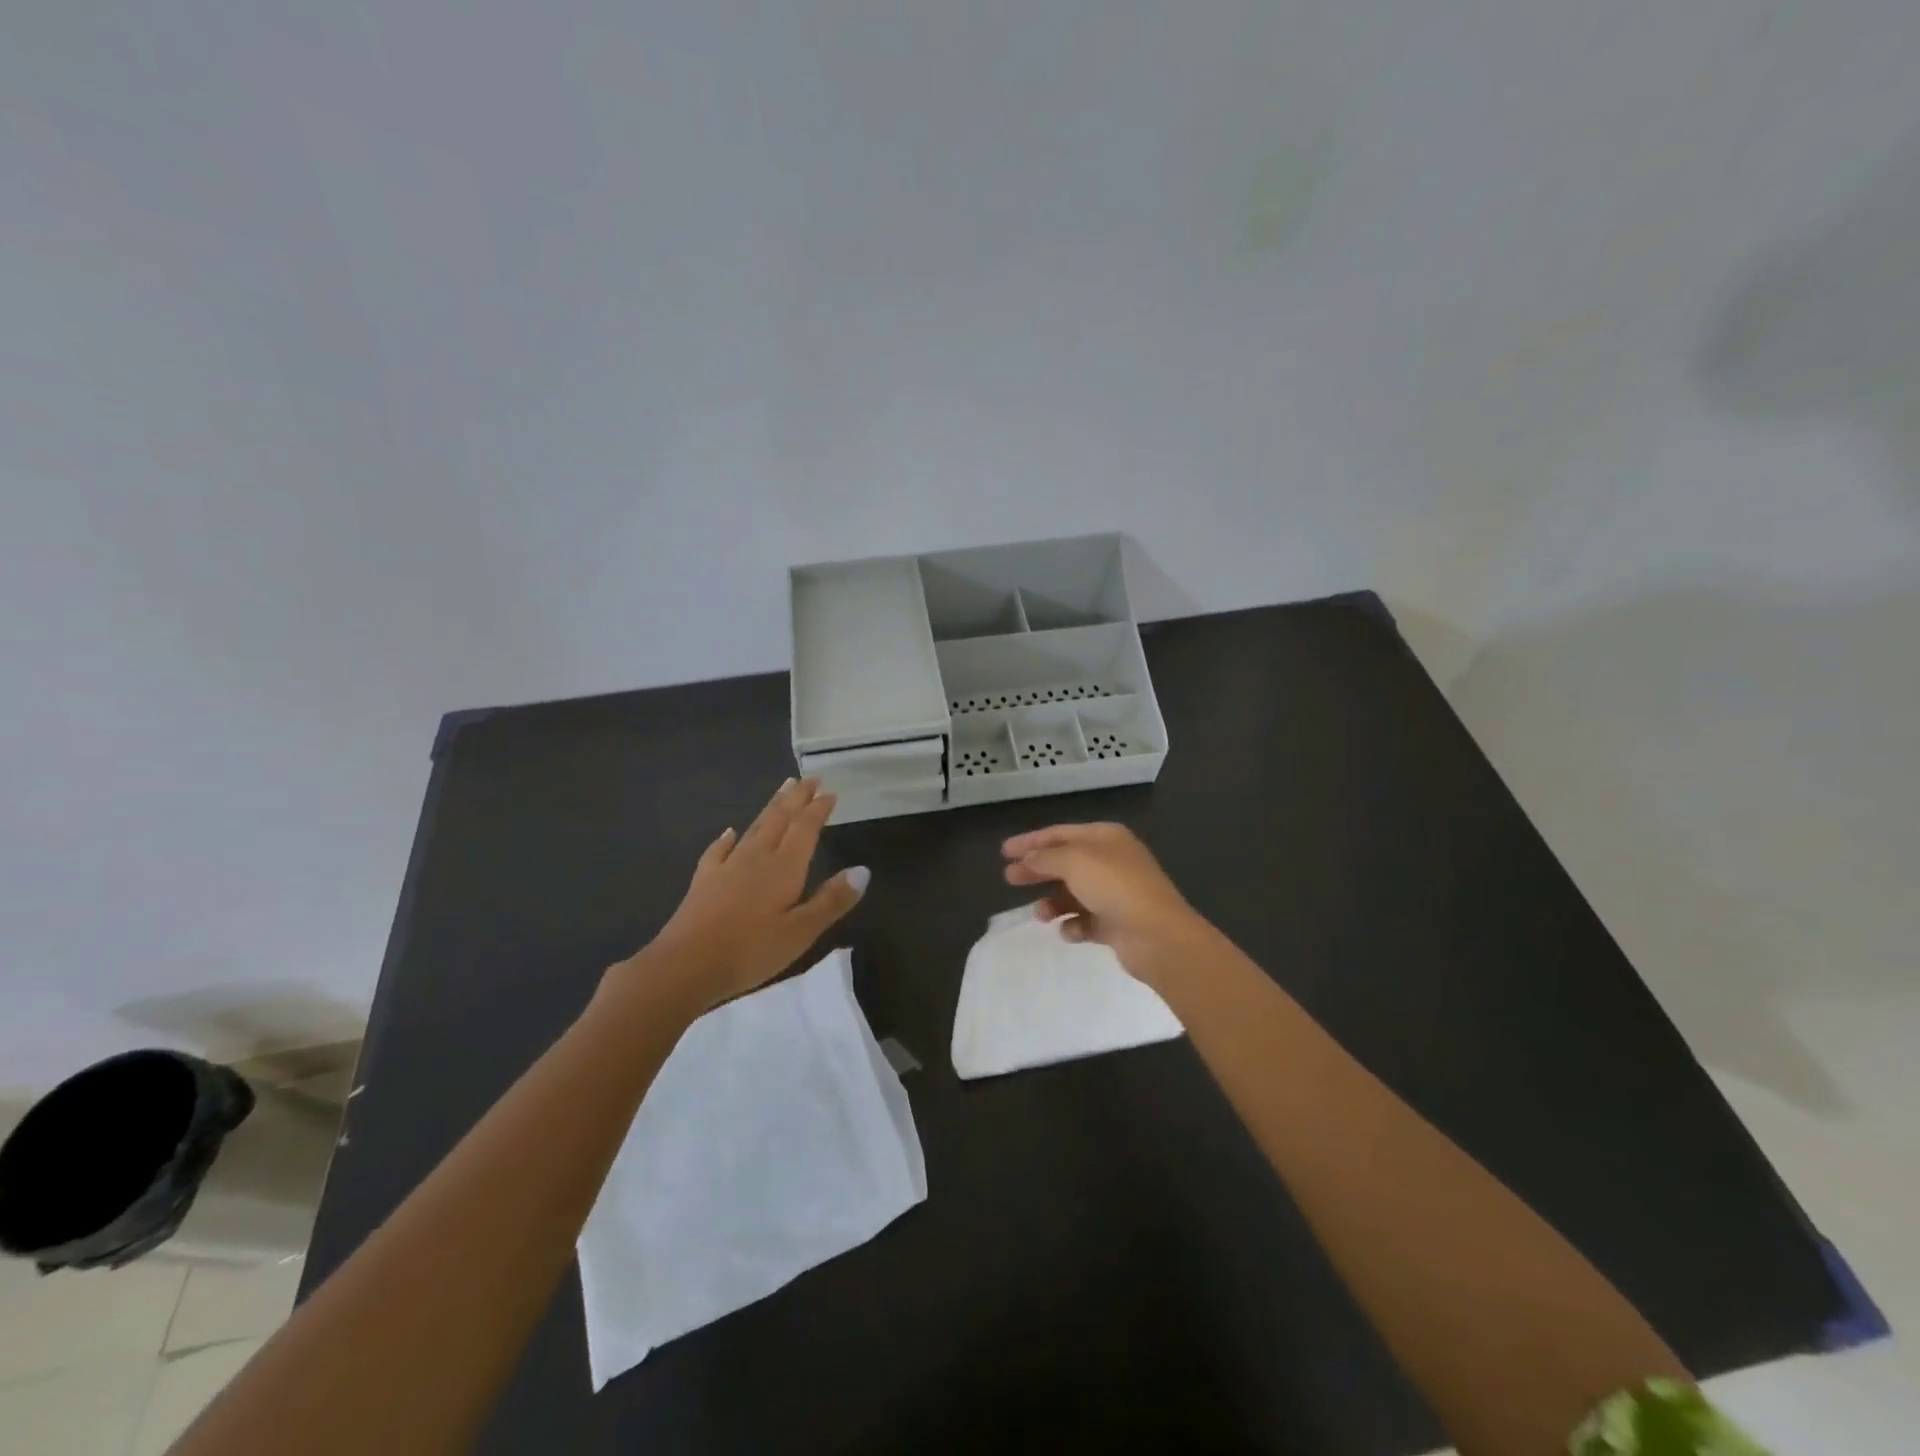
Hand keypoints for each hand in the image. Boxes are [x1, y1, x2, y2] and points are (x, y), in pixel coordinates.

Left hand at [623, 778, 868, 1011]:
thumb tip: (863, 870)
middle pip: (780, 819)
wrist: (685, 966)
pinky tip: (729, 832)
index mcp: (784, 867)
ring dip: (771, 808)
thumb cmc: (750, 950)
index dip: (818, 809)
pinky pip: (719, 850)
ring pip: (754, 828)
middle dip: (796, 798)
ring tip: (782, 789)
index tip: (829, 792)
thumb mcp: (801, 932)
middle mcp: (757, 857)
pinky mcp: (704, 881)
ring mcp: (727, 867)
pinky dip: (727, 838)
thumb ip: (832, 900)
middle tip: (808, 779)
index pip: (805, 828)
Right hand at [1002, 823, 1214, 987]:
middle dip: (1037, 871)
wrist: (1157, 935)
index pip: (1060, 833)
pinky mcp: (1117, 923)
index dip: (1031, 841)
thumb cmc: (1115, 887)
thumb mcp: (1074, 862)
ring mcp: (1116, 893)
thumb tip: (1027, 860)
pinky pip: (1086, 921)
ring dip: (1054, 902)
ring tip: (1041, 915)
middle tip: (1010, 879)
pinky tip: (1069, 931)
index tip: (1004, 852)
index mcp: (1106, 837)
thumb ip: (1045, 858)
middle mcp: (1112, 861)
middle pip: (1065, 862)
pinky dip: (1074, 925)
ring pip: (1074, 894)